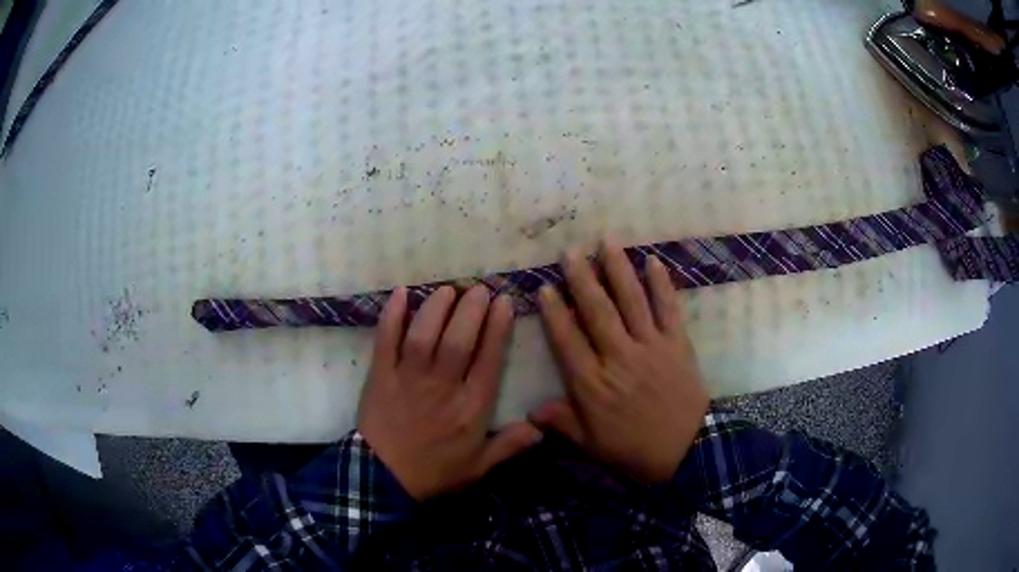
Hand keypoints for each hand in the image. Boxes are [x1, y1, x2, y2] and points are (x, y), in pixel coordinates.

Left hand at [358, 285, 541, 500]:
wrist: (384, 481)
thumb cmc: (435, 472)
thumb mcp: (479, 467)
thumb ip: (510, 446)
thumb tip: (543, 429)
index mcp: (471, 408)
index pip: (489, 359)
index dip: (497, 327)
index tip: (502, 302)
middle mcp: (443, 387)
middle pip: (459, 340)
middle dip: (471, 309)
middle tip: (478, 288)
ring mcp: (409, 379)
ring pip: (425, 335)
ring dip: (437, 307)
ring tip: (448, 289)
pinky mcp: (380, 376)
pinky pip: (386, 341)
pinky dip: (391, 316)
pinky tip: (400, 293)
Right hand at [532, 241, 708, 483]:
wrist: (687, 452)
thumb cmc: (634, 451)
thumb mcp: (591, 446)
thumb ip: (562, 423)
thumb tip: (530, 412)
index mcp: (593, 384)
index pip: (567, 340)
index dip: (555, 312)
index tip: (545, 286)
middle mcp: (619, 357)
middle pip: (597, 311)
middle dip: (582, 279)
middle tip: (570, 251)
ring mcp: (650, 347)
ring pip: (631, 301)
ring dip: (618, 269)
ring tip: (606, 241)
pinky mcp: (677, 344)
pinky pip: (668, 308)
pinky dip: (661, 283)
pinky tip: (653, 261)